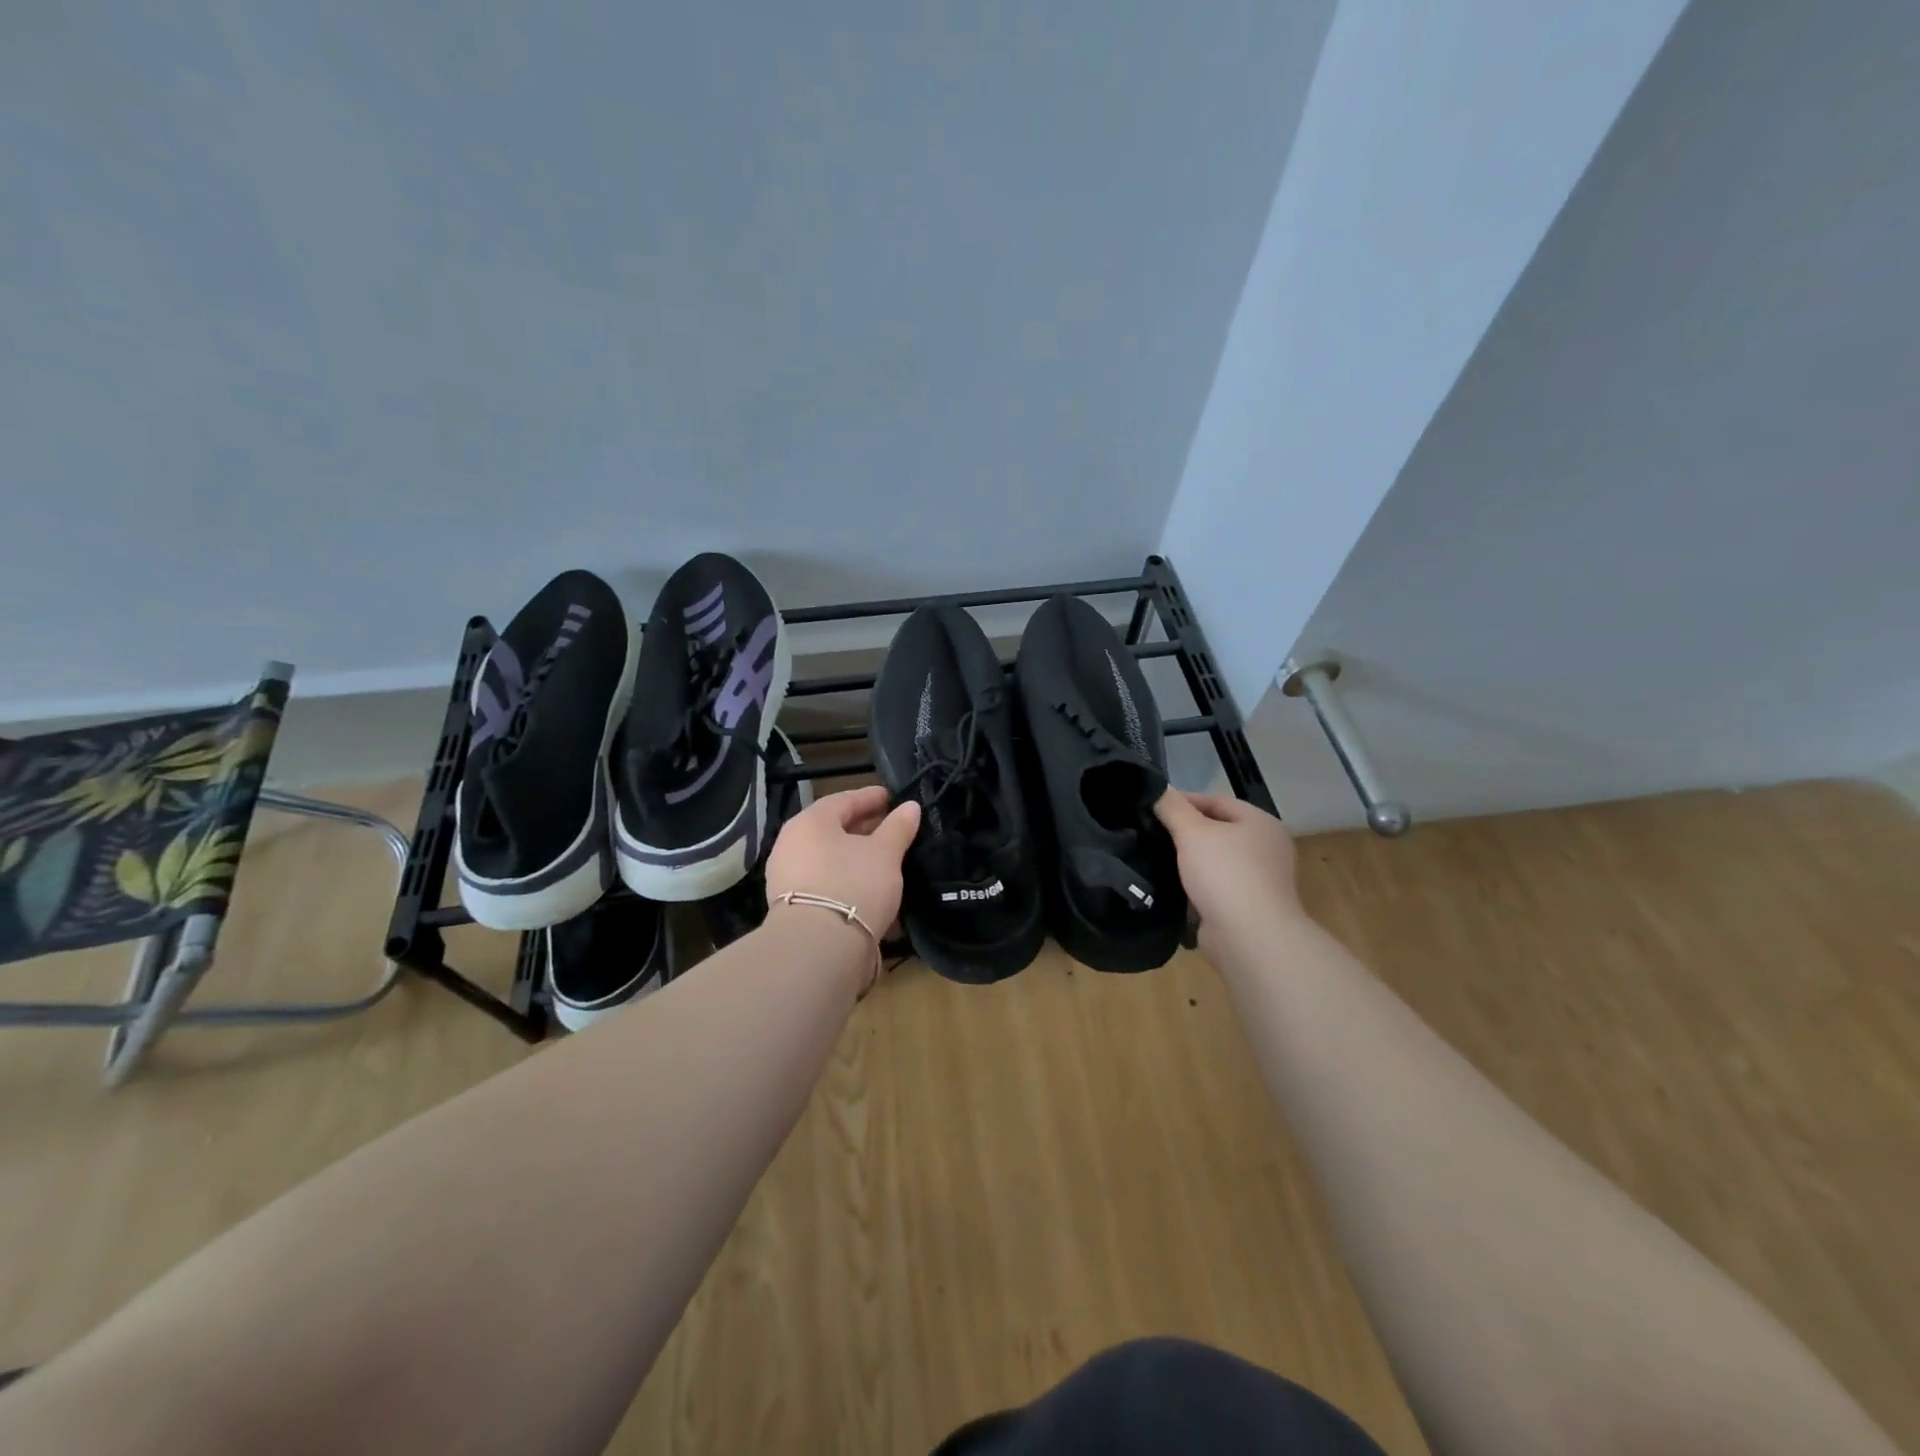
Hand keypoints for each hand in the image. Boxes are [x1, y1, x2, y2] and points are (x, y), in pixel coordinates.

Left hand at [765, 785, 920, 935]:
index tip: (891, 797)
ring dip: (854, 858)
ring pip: (828, 859)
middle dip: (863, 828)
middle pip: (832, 830)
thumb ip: (898, 827)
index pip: (843, 800)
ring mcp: (786, 877)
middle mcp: (791, 844)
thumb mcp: (885, 853)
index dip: (870, 797)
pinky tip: (867, 890)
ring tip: (883, 862)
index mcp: (810, 822)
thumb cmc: (853, 885)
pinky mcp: (790, 907)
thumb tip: (910, 807)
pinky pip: (824, 884)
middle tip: (890, 828)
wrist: (818, 948)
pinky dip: (846, 881)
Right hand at [1154, 789, 1303, 961]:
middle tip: (1149, 833)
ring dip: (1187, 863)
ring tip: (1153, 860)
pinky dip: (1194, 888)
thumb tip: (1157, 787)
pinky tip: (1169, 888)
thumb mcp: (1192, 831)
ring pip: (1214, 862)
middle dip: (1184, 833)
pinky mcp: (1247, 909)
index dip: (1183, 801)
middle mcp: (1266, 849)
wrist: (1249, 938)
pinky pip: (1214, 890)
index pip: (1216, 801)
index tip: (1152, 807)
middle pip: (1216, 831)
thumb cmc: (1224, 873)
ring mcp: (1259, 881)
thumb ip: (1172, 807)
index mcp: (1261, 823)